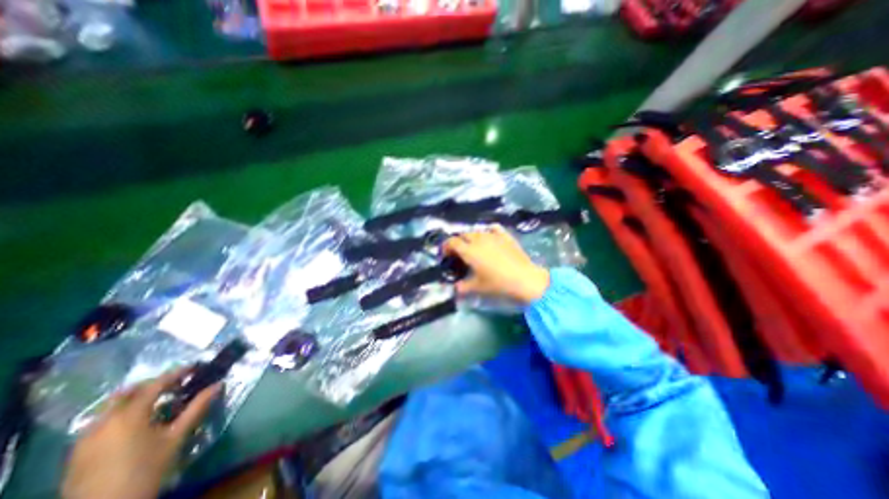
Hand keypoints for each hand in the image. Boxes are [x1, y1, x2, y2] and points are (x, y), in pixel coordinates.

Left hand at [61, 368, 220, 498]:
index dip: (177, 373)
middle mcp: (103, 422)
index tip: (194, 367)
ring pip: (110, 407)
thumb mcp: (177, 436)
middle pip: (126, 392)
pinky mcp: (78, 453)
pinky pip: (101, 422)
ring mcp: (85, 438)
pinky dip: (121, 413)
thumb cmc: (147, 469)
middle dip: (152, 384)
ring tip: (158, 402)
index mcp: (129, 415)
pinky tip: (137, 423)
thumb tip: (219, 384)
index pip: (155, 384)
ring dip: (135, 398)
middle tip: (175, 384)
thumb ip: (197, 407)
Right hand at [443, 227, 549, 302]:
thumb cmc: (498, 284)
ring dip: (471, 238)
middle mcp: (479, 239)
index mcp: (469, 251)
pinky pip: (493, 228)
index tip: (445, 256)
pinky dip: (487, 232)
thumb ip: (462, 287)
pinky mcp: (505, 236)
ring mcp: (493, 236)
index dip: (445, 247)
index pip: (452, 242)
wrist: (525, 279)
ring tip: (473, 248)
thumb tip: (455, 288)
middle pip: (463, 235)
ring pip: (477, 231)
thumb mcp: (477, 288)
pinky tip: (489, 238)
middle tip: (459, 254)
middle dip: (458, 242)